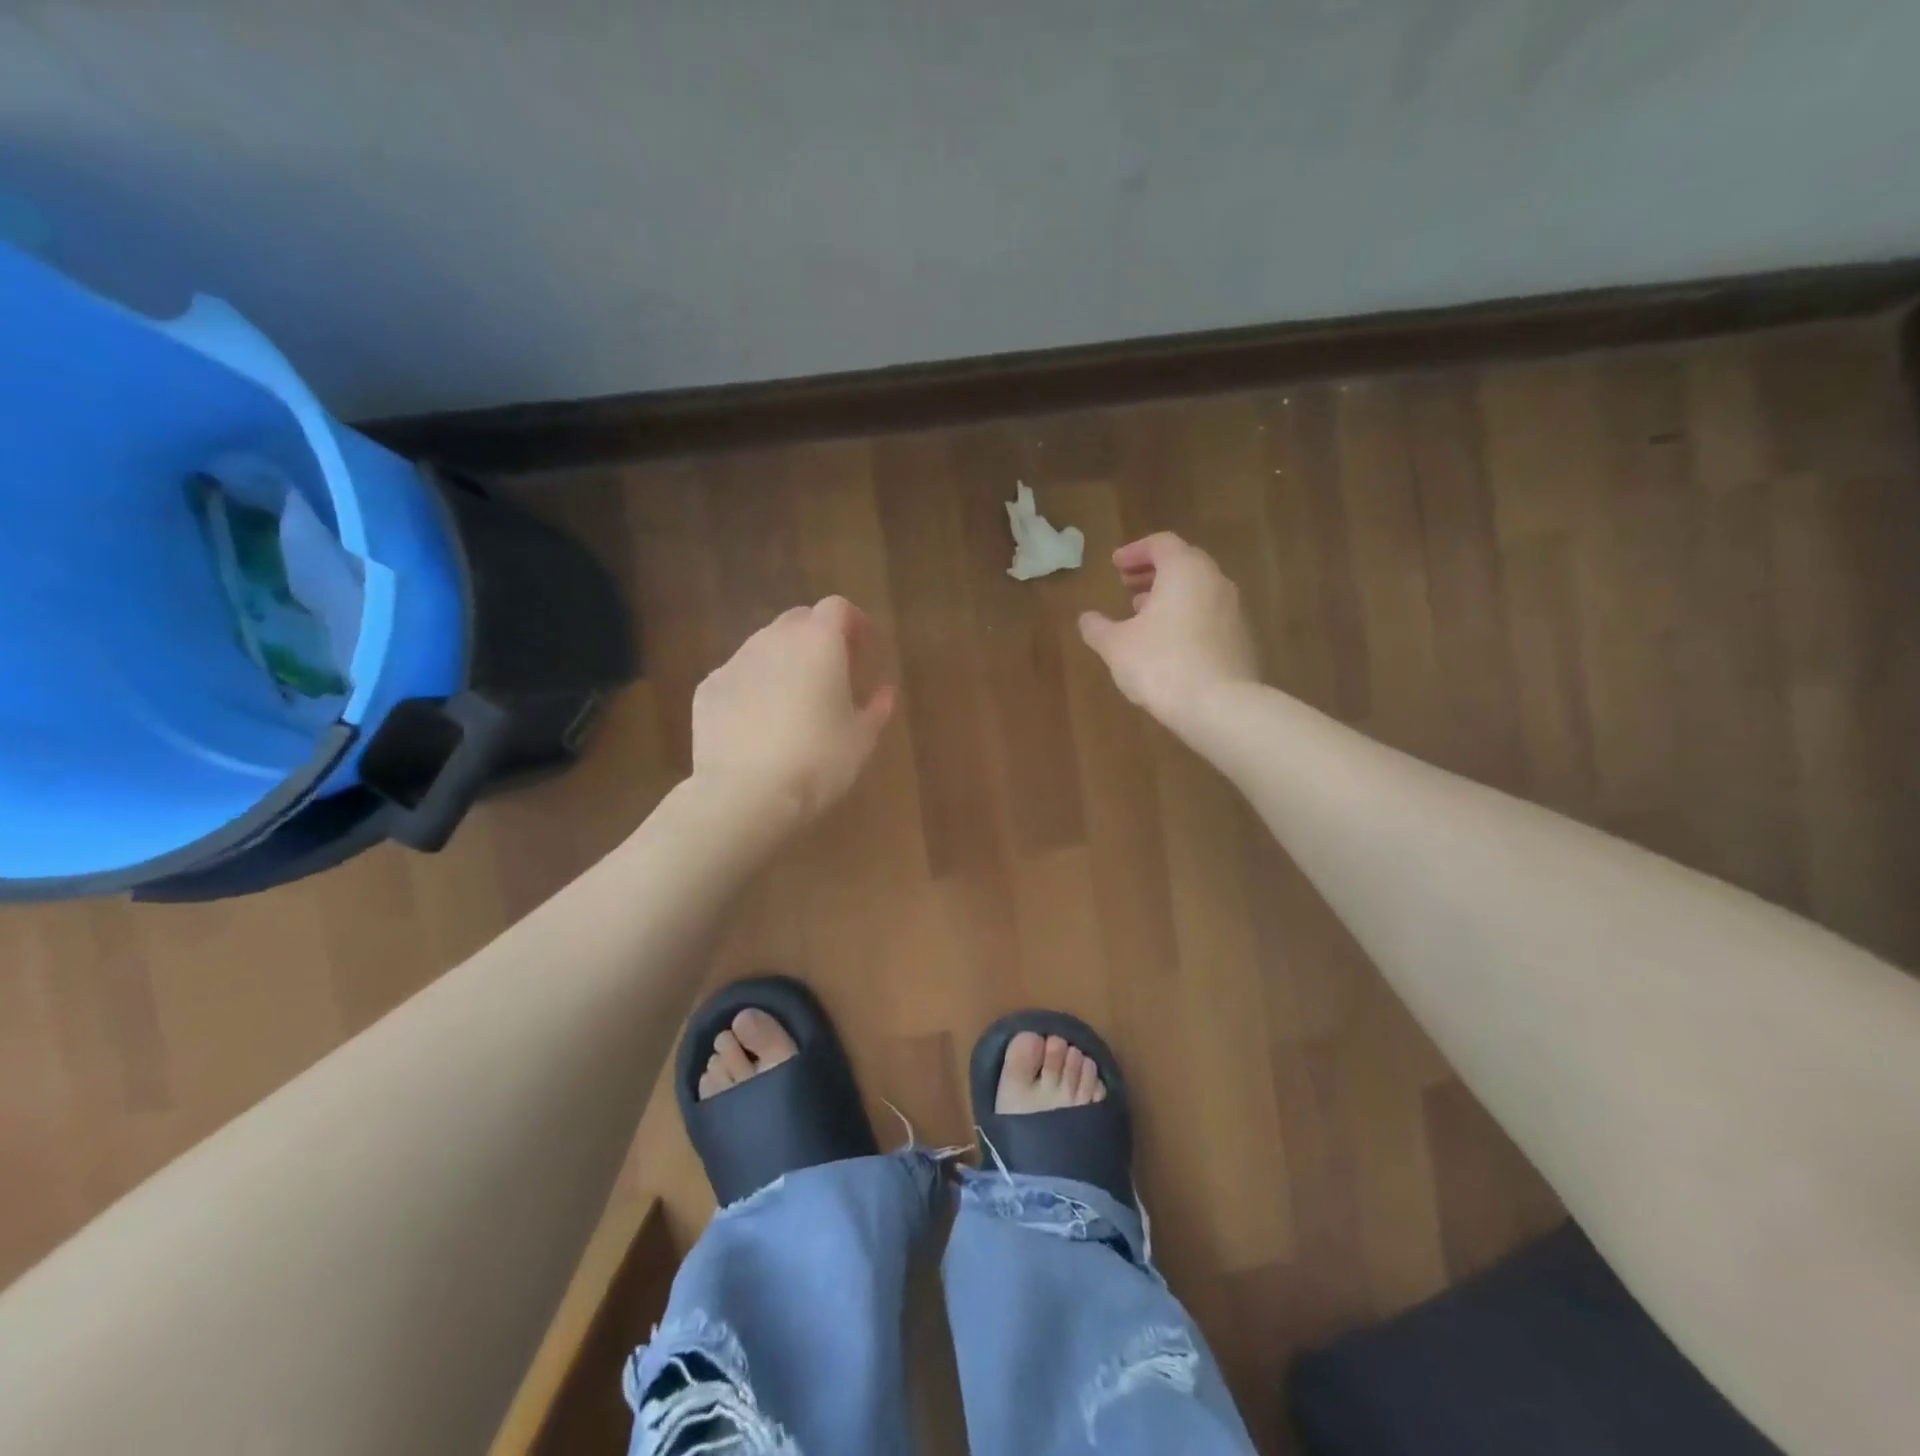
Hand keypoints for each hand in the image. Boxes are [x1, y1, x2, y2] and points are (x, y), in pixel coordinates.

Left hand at [692, 596, 897, 824]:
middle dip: (817, 637)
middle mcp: (774, 639)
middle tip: (831, 673)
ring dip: (784, 661)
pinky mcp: (708, 688)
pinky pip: (739, 676)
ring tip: (793, 701)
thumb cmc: (818, 762)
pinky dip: (753, 688)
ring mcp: (736, 661)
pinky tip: (758, 725)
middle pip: (799, 620)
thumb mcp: (862, 739)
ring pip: (765, 646)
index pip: (838, 607)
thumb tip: (884, 691)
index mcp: (819, 642)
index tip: (862, 649)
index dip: (853, 623)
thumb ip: (877, 707)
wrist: (745, 794)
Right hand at [1078, 533, 1258, 726]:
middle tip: (1127, 585)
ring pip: (1198, 590)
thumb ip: (1098, 628)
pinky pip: (1210, 614)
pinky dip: (1187, 616)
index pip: (1161, 544)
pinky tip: (1168, 642)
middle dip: (1153, 572)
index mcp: (1185, 571)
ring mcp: (1234, 610)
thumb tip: (1086, 618)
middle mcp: (1215, 581)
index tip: (1115, 565)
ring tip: (1143, 613)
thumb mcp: (1116, 646)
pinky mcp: (1242, 638)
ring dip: (1170, 595)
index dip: (1135, 551)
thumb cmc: (1161, 665)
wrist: (1220, 706)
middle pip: (1183, 563)